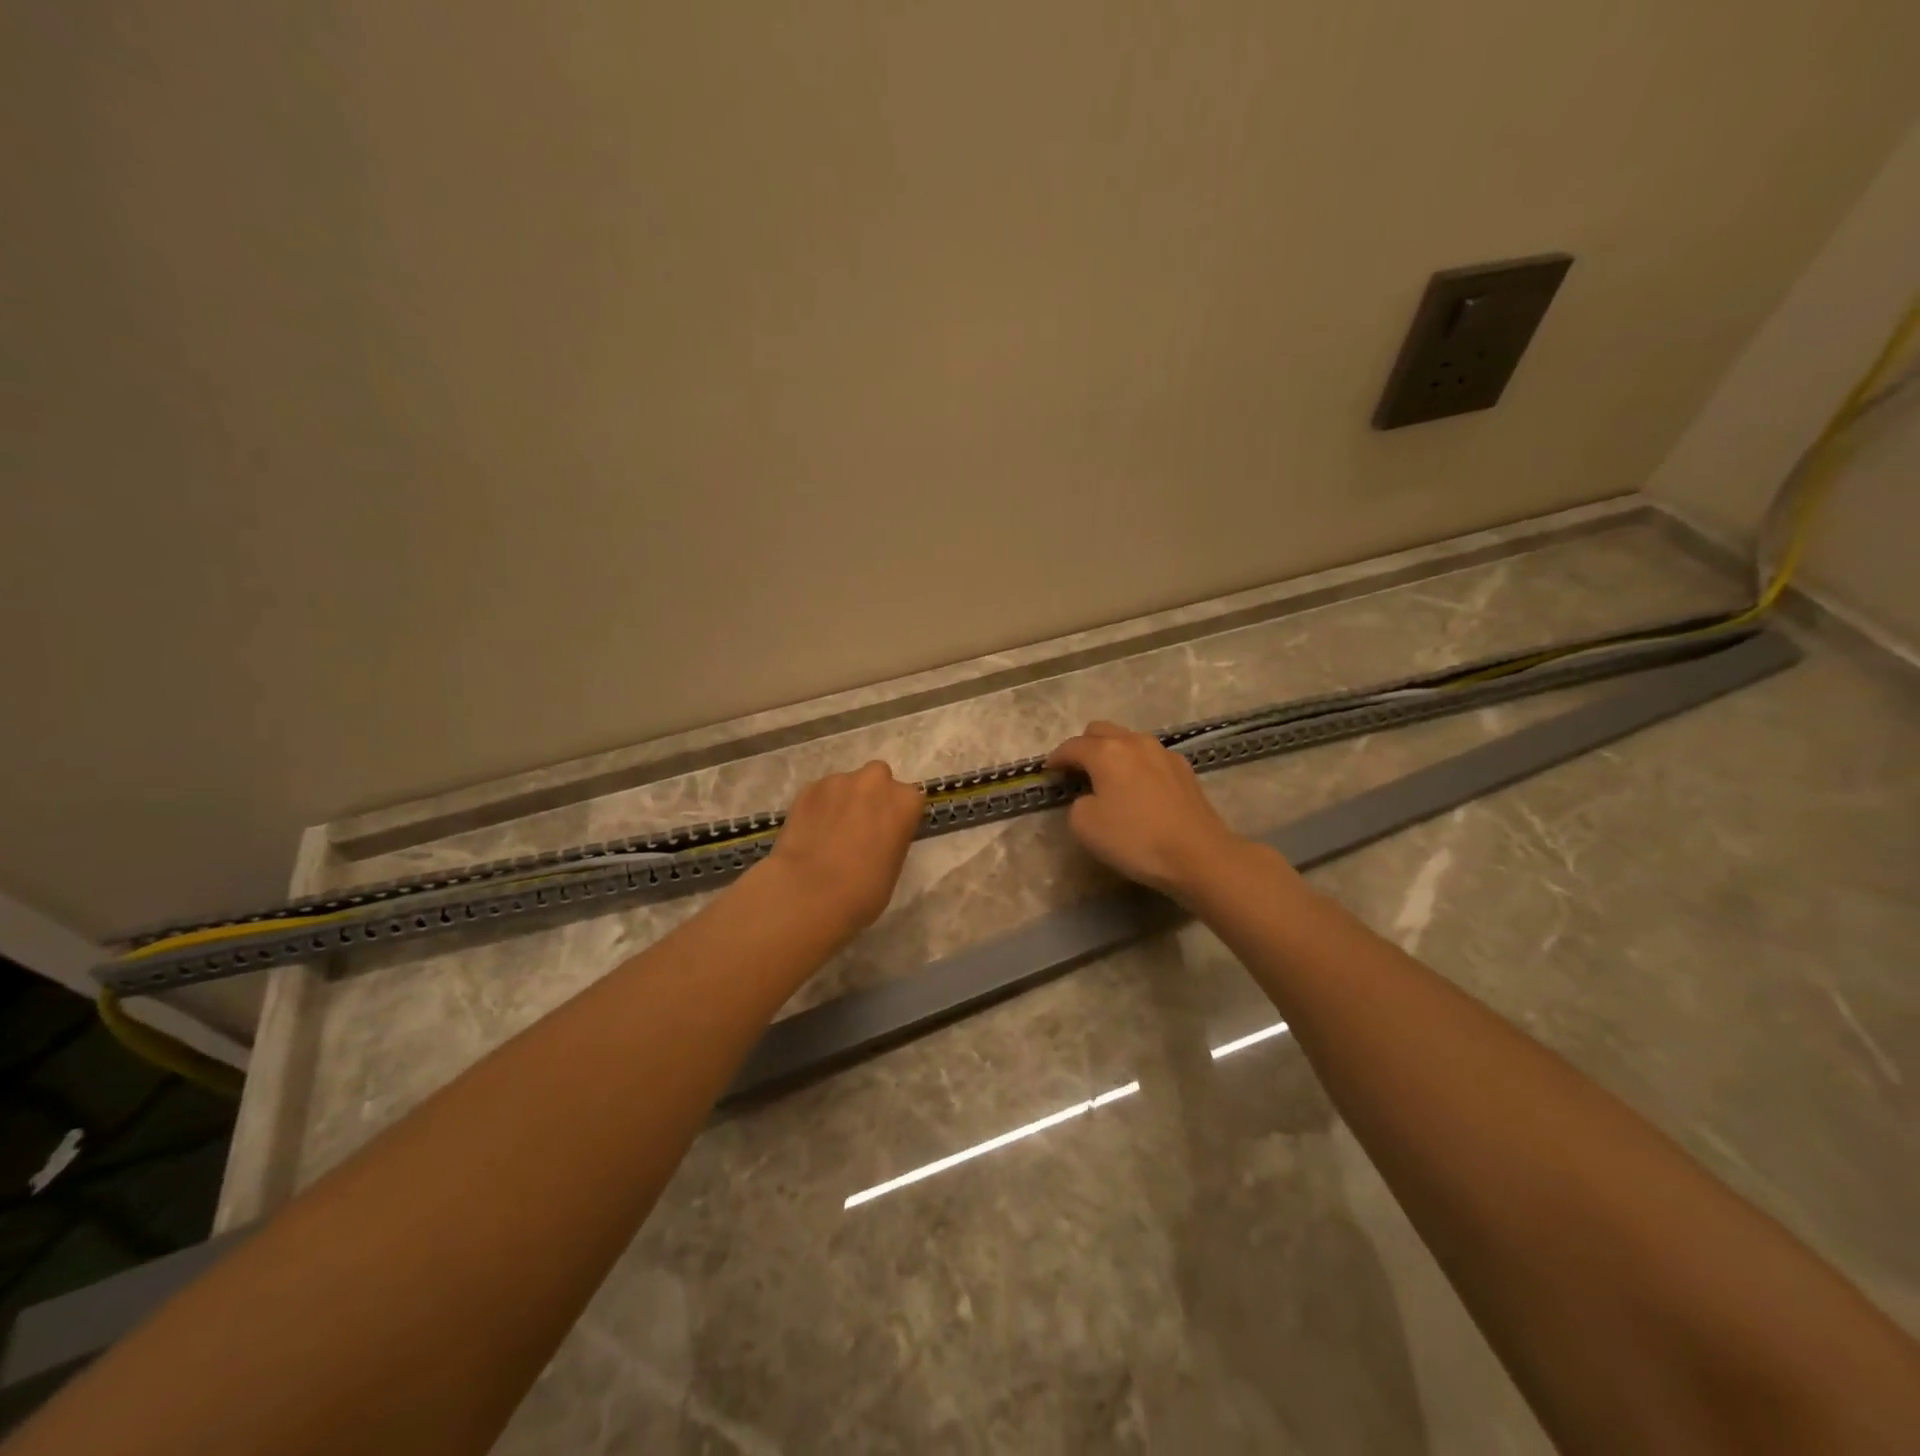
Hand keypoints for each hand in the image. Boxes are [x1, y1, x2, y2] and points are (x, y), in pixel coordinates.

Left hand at [763, 761, 924, 938]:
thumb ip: (891, 838)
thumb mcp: (894, 866)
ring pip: (845, 784)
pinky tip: (809, 833)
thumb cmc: (863, 891)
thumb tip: (877, 837)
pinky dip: (818, 807)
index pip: (909, 800)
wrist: (809, 893)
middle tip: (860, 826)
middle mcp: (875, 781)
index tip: (888, 834)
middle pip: (878, 778)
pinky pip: (819, 794)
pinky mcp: (808, 788)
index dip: (897, 816)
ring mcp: (838, 781)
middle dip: (871, 796)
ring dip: (843, 800)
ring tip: (829, 832)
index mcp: (905, 801)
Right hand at [1047, 721, 1249, 901]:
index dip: (1056, 758)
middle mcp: (1134, 742)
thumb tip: (1090, 797)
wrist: (1198, 855)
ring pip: (1128, 740)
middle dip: (1083, 746)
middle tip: (1076, 770)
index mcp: (1106, 752)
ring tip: (1107, 778)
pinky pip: (1149, 757)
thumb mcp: (1085, 826)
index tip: (1048, 772)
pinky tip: (1137, 788)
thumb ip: (1077, 803)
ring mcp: (1163, 753)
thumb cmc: (1135, 839)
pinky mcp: (1184, 769)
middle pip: (1100, 731)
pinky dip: (1135, 765)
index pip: (1072, 746)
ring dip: (1112, 753)